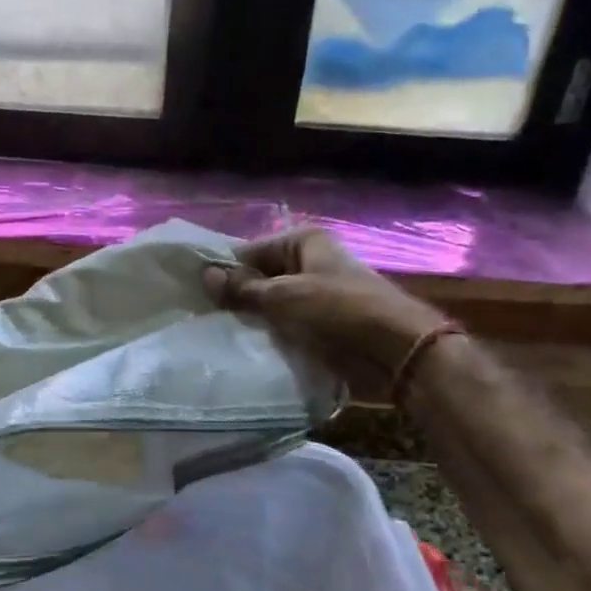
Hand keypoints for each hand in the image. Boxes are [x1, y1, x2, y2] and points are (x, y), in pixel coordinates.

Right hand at [203, 227, 451, 400]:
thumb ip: (243, 288)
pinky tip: (249, 347)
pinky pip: (290, 324)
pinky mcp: (325, 323)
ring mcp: (319, 293)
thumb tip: (205, 274)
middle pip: (262, 276)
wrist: (395, 350)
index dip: (224, 270)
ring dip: (255, 319)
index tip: (196, 293)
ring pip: (274, 304)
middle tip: (203, 317)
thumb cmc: (337, 310)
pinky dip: (274, 334)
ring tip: (220, 334)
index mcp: (304, 241)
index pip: (250, 250)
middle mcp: (311, 261)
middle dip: (238, 296)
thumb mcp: (283, 296)